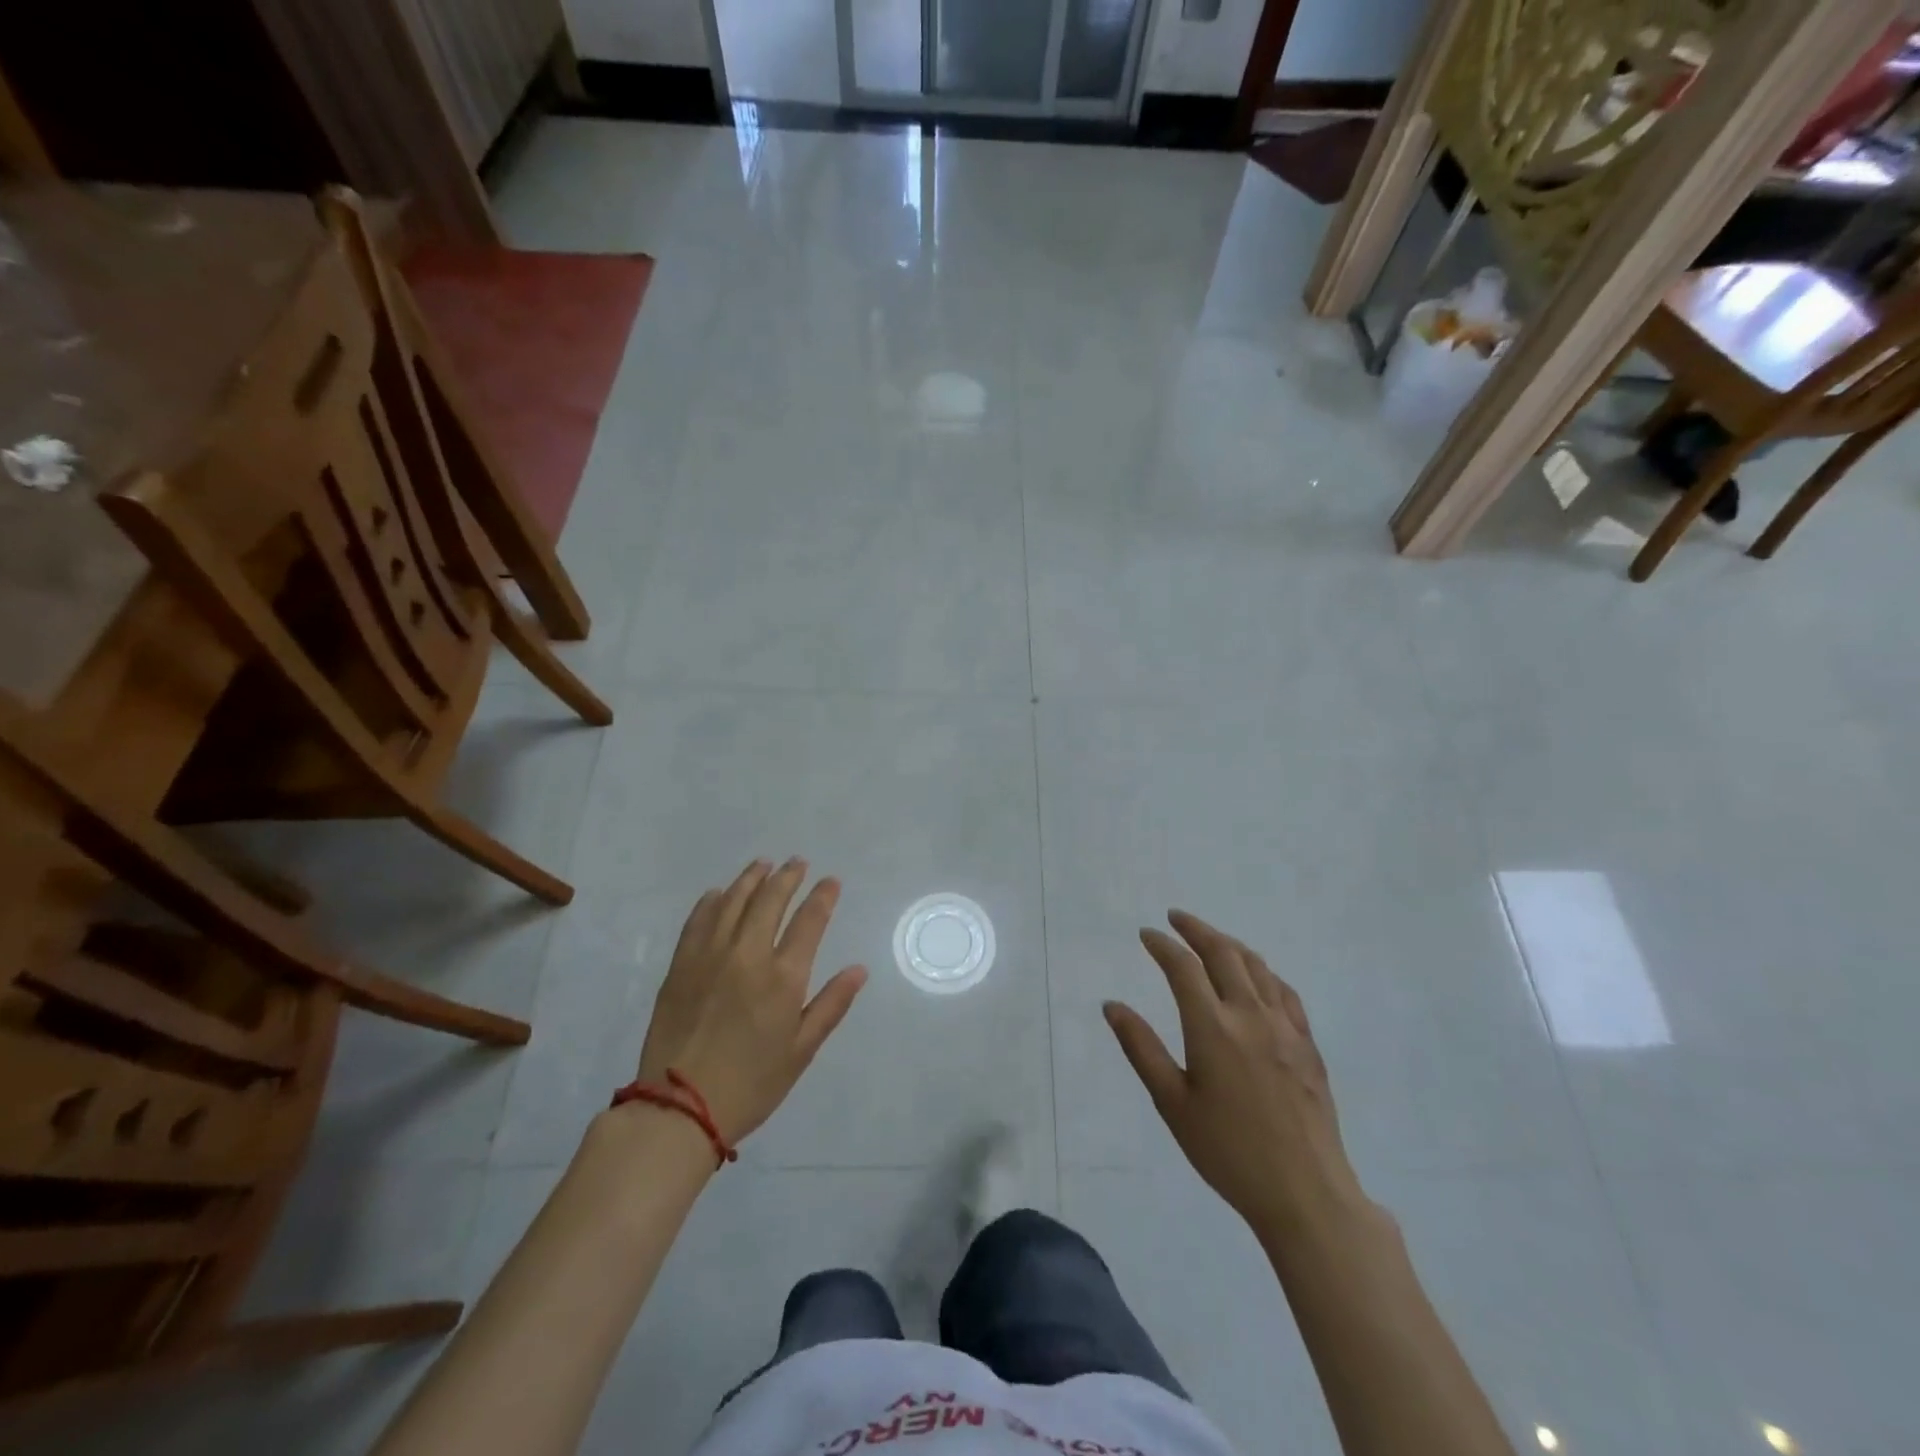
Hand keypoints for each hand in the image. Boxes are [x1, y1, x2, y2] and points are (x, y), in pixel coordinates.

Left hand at [635, 859, 867, 1145]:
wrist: (679, 1109)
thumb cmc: (751, 1084)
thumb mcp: (801, 1051)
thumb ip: (831, 1005)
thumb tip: (859, 970)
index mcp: (783, 977)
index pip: (809, 921)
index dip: (822, 896)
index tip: (830, 881)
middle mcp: (748, 955)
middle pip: (770, 900)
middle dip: (788, 877)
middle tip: (797, 863)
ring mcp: (710, 956)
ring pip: (733, 902)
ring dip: (751, 879)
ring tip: (763, 865)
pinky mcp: (681, 966)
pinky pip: (698, 920)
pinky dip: (712, 901)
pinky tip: (719, 893)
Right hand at [1103, 910, 1367, 1234]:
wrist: (1306, 1194)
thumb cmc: (1228, 1152)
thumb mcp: (1172, 1104)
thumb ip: (1141, 1048)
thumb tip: (1112, 1005)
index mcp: (1212, 1027)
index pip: (1183, 967)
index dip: (1162, 945)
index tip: (1146, 934)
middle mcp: (1249, 1014)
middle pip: (1223, 953)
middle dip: (1196, 929)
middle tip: (1175, 918)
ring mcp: (1284, 1027)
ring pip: (1256, 966)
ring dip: (1229, 944)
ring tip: (1211, 939)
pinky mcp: (1308, 1044)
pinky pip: (1284, 990)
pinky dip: (1263, 971)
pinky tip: (1256, 977)